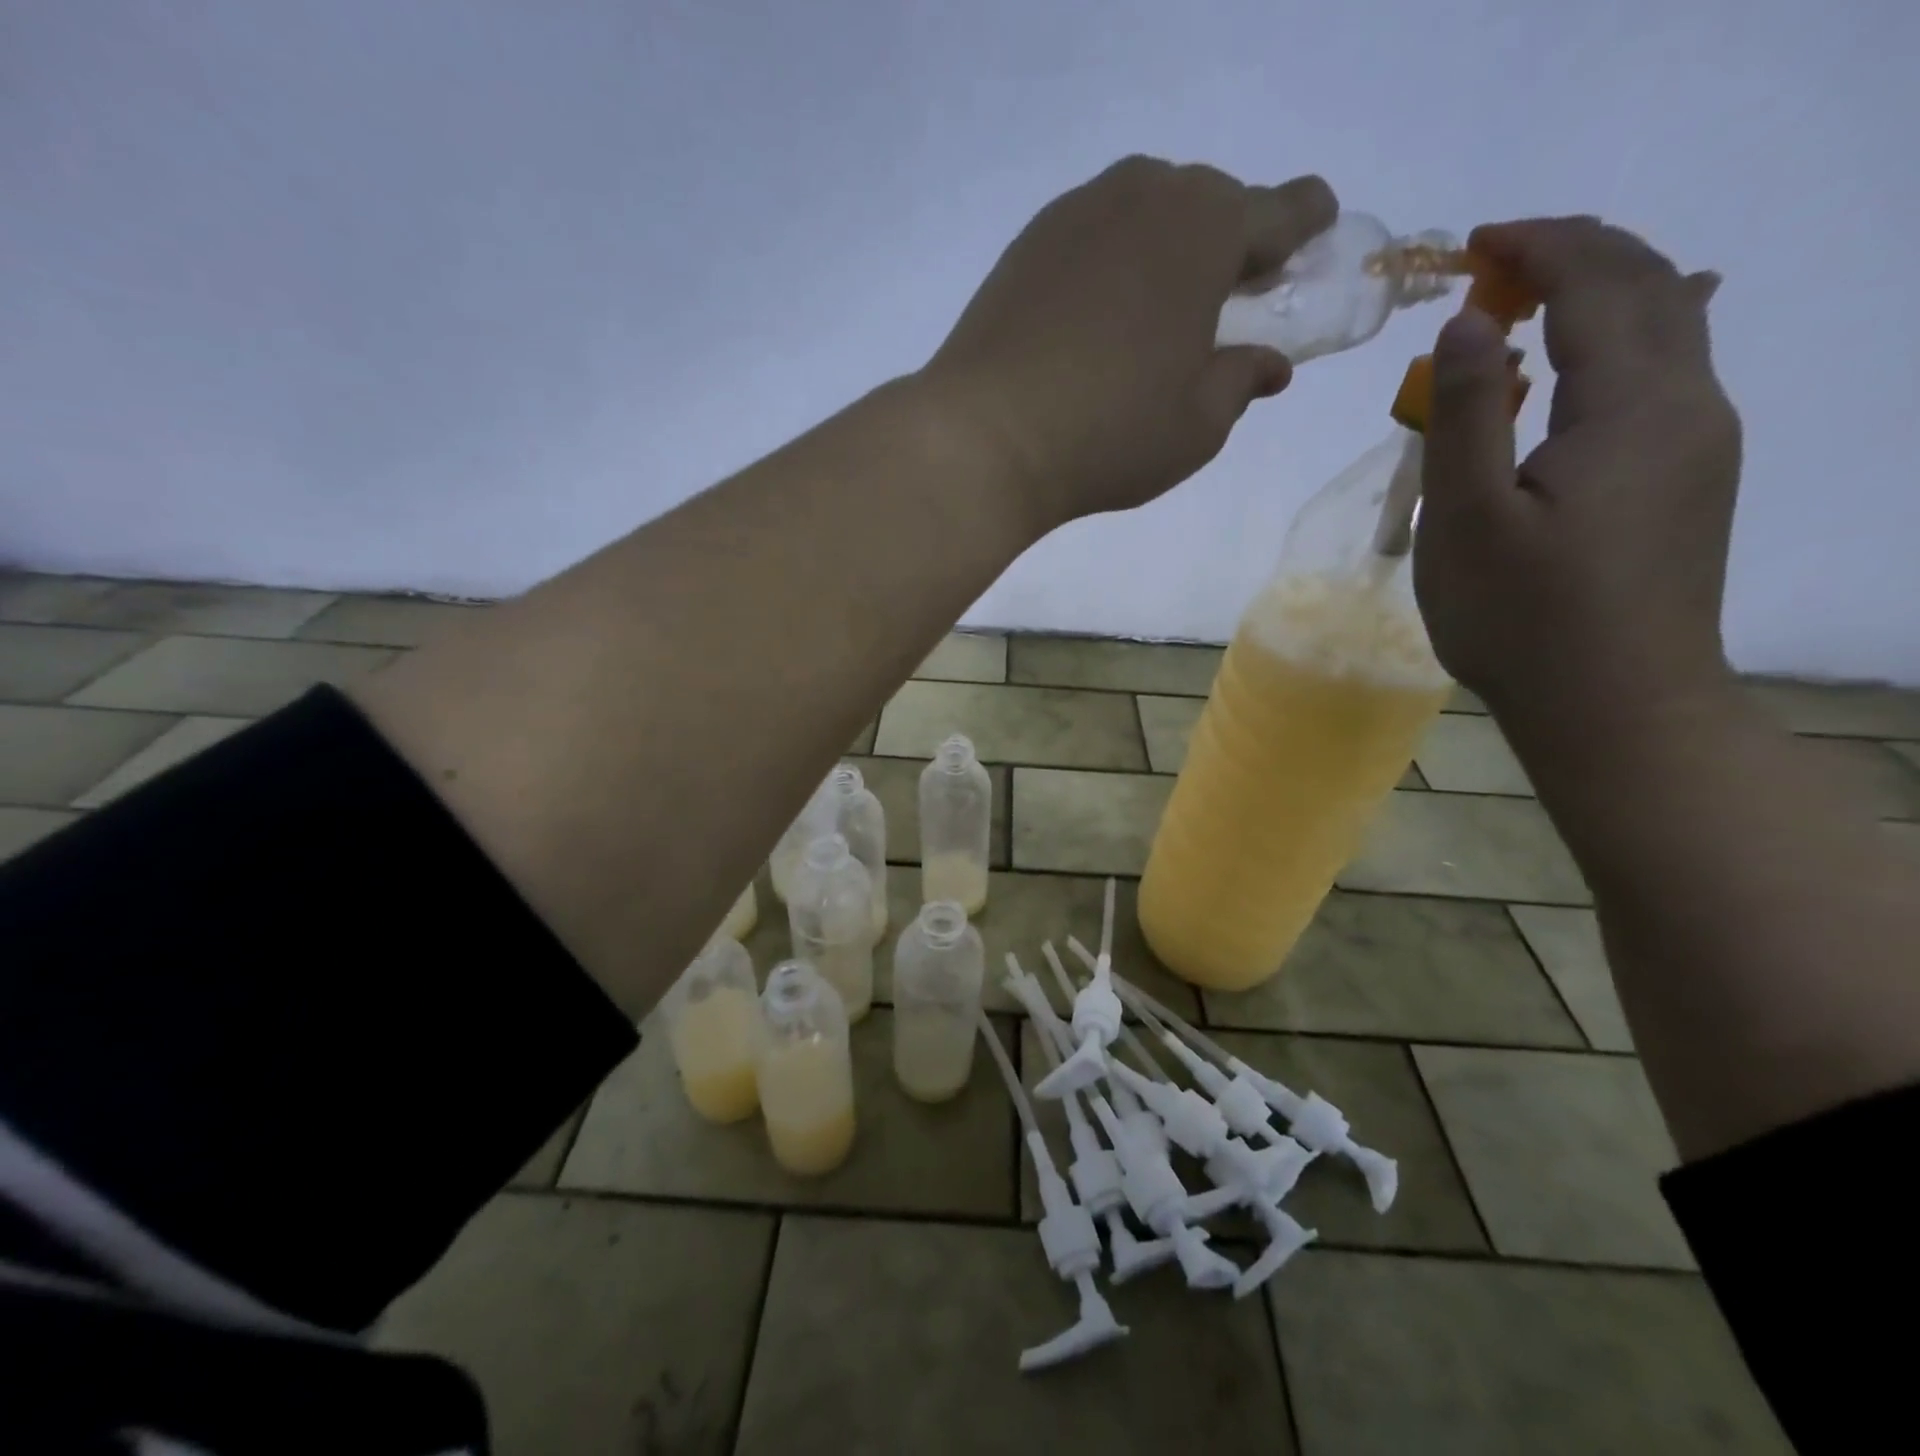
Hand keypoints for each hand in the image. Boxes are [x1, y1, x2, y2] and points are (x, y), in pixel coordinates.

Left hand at [922, 157, 1335, 531]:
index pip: (1280, 210)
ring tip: (1158, 311)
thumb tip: (1269, 364)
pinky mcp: (1025, 247)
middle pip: (1208, 205)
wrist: (985, 438)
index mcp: (1206, 229)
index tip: (1312, 239)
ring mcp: (1075, 215)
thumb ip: (1242, 381)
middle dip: (1228, 243)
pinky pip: (1091, 240)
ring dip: (1164, 252)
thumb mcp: (1198, 424)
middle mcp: (1143, 197)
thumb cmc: (1110, 434)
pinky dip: (1110, 266)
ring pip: (1144, 215)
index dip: (1304, 226)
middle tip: (1228, 297)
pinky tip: (1099, 319)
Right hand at [1414, 217, 1742, 720]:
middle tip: (1496, 261)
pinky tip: (1625, 337)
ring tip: (1536, 296)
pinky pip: (1673, 372)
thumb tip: (1469, 321)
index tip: (1475, 241)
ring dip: (1606, 290)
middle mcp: (1689, 404)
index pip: (1600, 283)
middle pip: (1652, 286)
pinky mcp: (1691, 478)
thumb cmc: (1523, 617)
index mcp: (1633, 406)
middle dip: (1577, 253)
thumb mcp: (1469, 518)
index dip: (1539, 246)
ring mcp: (1700, 442)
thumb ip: (1470, 412)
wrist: (1614, 704)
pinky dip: (1634, 333)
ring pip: (1672, 326)